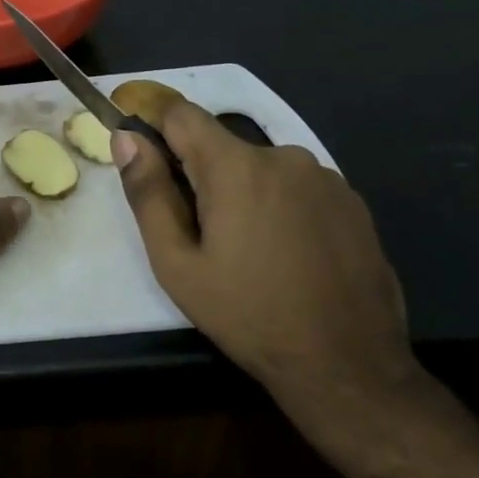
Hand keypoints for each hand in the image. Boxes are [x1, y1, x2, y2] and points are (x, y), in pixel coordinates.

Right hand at [114, 103, 414, 413]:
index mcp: (236, 167)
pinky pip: (296, 187)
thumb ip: (148, 193)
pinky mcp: (352, 201)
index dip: (155, 127)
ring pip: (260, 168)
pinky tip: (286, 254)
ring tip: (247, 251)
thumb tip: (126, 138)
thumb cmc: (247, 314)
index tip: (146, 159)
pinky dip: (279, 206)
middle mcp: (284, 156)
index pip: (182, 114)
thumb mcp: (177, 263)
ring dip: (242, 192)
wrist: (346, 363)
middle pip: (221, 145)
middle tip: (199, 234)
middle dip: (200, 175)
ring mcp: (325, 177)